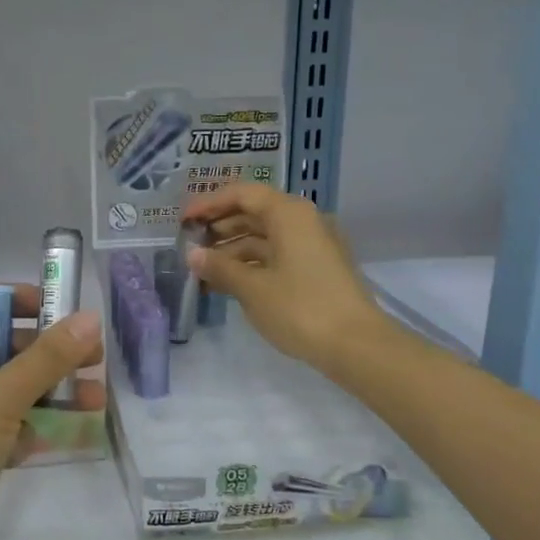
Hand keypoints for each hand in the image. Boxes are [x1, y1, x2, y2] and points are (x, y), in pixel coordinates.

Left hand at [0, 283, 102, 539]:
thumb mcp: (1, 397)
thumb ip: (48, 357)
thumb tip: (91, 318)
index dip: (14, 298)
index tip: (55, 309)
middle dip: (43, 353)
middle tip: (89, 358)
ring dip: (43, 392)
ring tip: (94, 399)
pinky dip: (23, 425)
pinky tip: (57, 437)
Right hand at [183, 183, 388, 376]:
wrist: (356, 345)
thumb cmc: (300, 308)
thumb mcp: (252, 288)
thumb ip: (219, 267)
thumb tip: (192, 255)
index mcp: (289, 214)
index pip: (243, 194)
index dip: (209, 204)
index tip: (183, 220)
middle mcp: (303, 221)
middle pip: (254, 213)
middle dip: (219, 227)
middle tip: (189, 244)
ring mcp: (312, 246)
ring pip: (264, 237)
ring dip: (232, 250)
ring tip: (202, 269)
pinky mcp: (316, 269)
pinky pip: (276, 256)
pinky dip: (251, 265)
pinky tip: (227, 283)